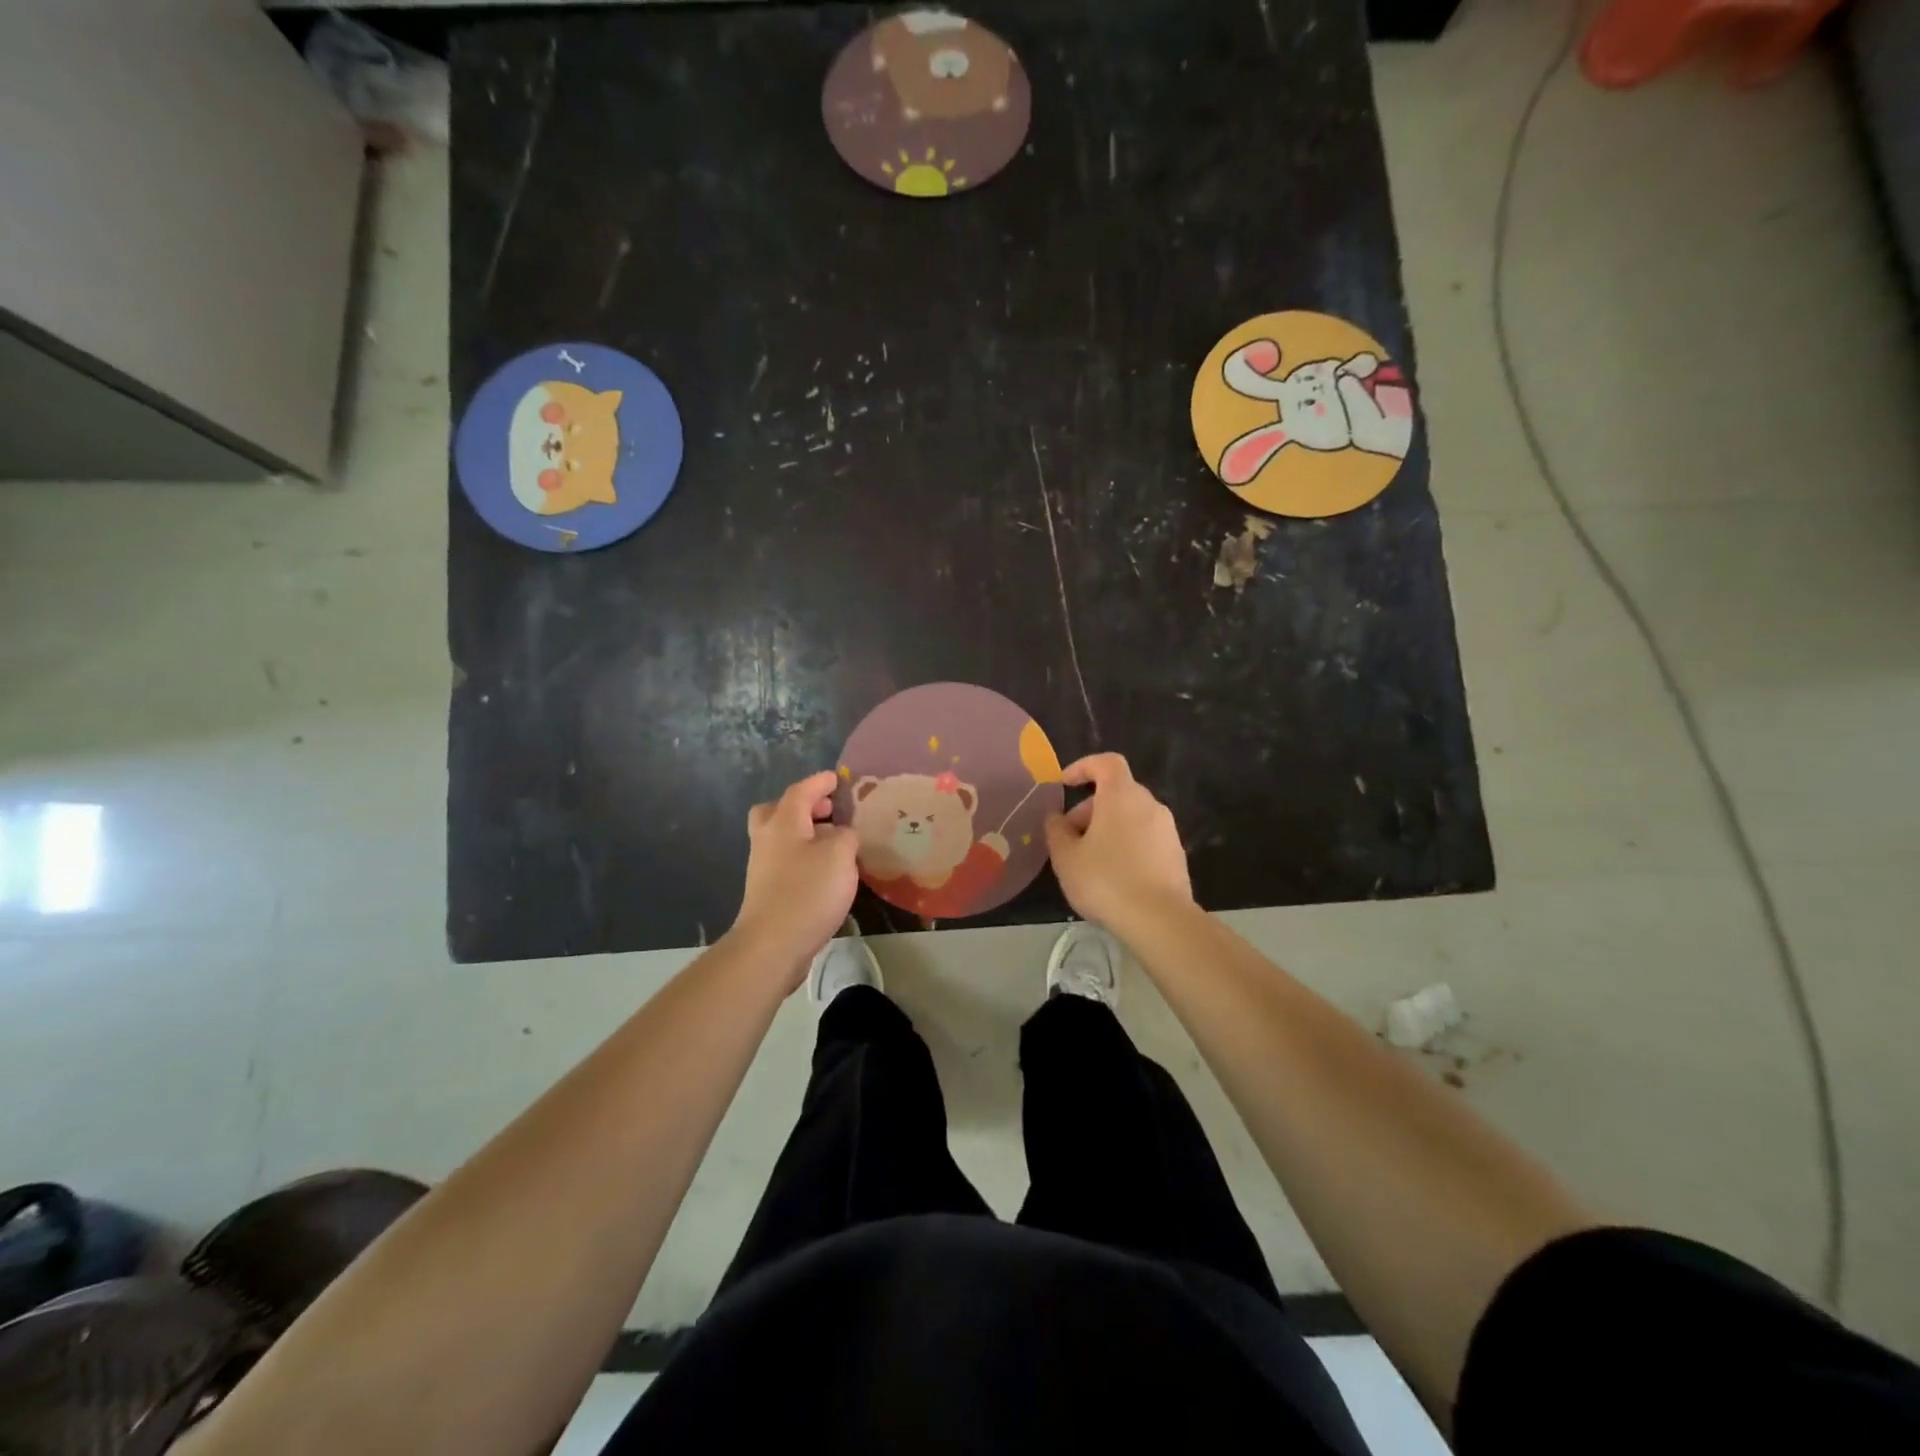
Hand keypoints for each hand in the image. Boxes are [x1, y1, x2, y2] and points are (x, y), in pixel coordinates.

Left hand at [733, 771, 860, 984]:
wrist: (772, 945)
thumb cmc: (807, 892)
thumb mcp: (840, 855)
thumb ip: (845, 835)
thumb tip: (841, 834)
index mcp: (783, 822)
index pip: (801, 790)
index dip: (820, 782)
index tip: (838, 779)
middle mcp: (767, 839)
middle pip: (777, 810)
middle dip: (802, 807)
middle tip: (828, 812)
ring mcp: (763, 866)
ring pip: (780, 837)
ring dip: (804, 833)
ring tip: (834, 843)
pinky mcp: (766, 891)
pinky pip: (785, 861)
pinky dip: (803, 857)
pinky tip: (825, 872)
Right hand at [1043, 753, 1192, 928]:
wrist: (1161, 920)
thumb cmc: (1106, 881)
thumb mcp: (1066, 858)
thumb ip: (1056, 831)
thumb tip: (1056, 817)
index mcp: (1122, 795)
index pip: (1106, 763)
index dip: (1083, 767)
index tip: (1064, 784)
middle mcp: (1149, 804)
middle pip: (1117, 792)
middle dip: (1089, 809)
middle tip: (1069, 837)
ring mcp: (1167, 830)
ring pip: (1131, 816)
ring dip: (1107, 828)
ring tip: (1088, 860)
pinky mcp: (1176, 854)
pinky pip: (1145, 838)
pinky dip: (1126, 845)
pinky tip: (1114, 876)